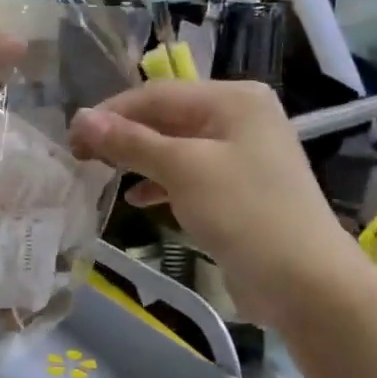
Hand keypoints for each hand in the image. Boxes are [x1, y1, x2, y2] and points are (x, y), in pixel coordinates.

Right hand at [68, 81, 365, 326]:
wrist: (304, 282)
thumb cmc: (244, 212)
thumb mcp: (182, 170)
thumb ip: (130, 142)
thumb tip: (80, 118)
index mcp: (233, 100)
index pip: (157, 95)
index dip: (110, 113)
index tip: (71, 138)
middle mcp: (239, 118)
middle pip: (165, 117)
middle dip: (122, 135)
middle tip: (79, 156)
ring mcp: (240, 155)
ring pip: (174, 147)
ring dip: (137, 159)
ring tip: (99, 173)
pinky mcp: (237, 189)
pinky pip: (188, 175)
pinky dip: (160, 183)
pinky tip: (135, 199)